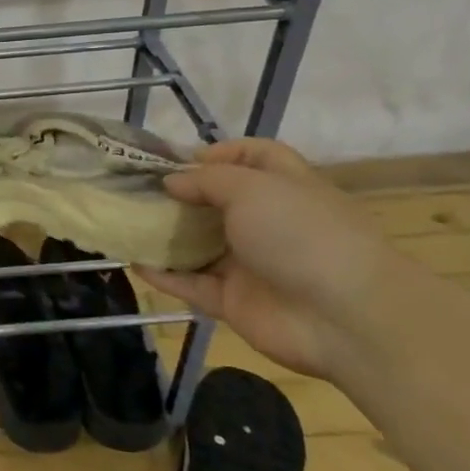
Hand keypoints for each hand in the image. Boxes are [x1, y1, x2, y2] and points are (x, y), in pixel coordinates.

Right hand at [133, 138, 407, 379]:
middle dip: (180, 194)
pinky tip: (132, 261)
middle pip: (218, 202)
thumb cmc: (302, 233)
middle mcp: (269, 223)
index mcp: (285, 187)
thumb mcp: (251, 187)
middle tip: (135, 188)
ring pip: (199, 244)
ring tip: (124, 221)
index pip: (255, 157)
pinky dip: (164, 274)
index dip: (220, 152)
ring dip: (166, 234)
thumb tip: (171, 182)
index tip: (179, 159)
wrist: (345, 318)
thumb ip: (205, 181)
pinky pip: (191, 284)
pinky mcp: (235, 301)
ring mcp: (251, 264)